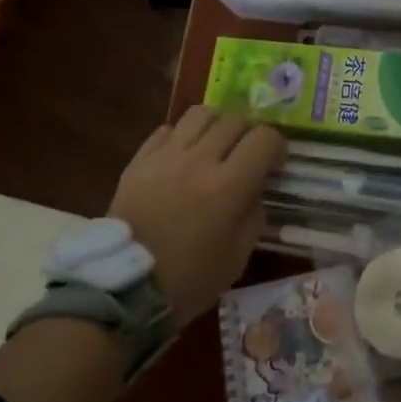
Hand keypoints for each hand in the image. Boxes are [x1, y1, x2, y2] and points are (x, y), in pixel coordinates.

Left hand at [107, 106, 285, 325]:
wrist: (124, 288)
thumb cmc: (186, 280)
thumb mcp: (236, 259)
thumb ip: (253, 217)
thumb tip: (255, 191)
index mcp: (228, 186)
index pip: (264, 139)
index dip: (277, 146)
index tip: (275, 163)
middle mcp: (199, 160)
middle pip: (235, 120)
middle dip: (250, 132)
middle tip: (249, 152)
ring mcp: (166, 156)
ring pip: (200, 114)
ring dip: (217, 124)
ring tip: (216, 144)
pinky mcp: (139, 160)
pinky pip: (167, 130)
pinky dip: (182, 136)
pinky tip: (183, 156)